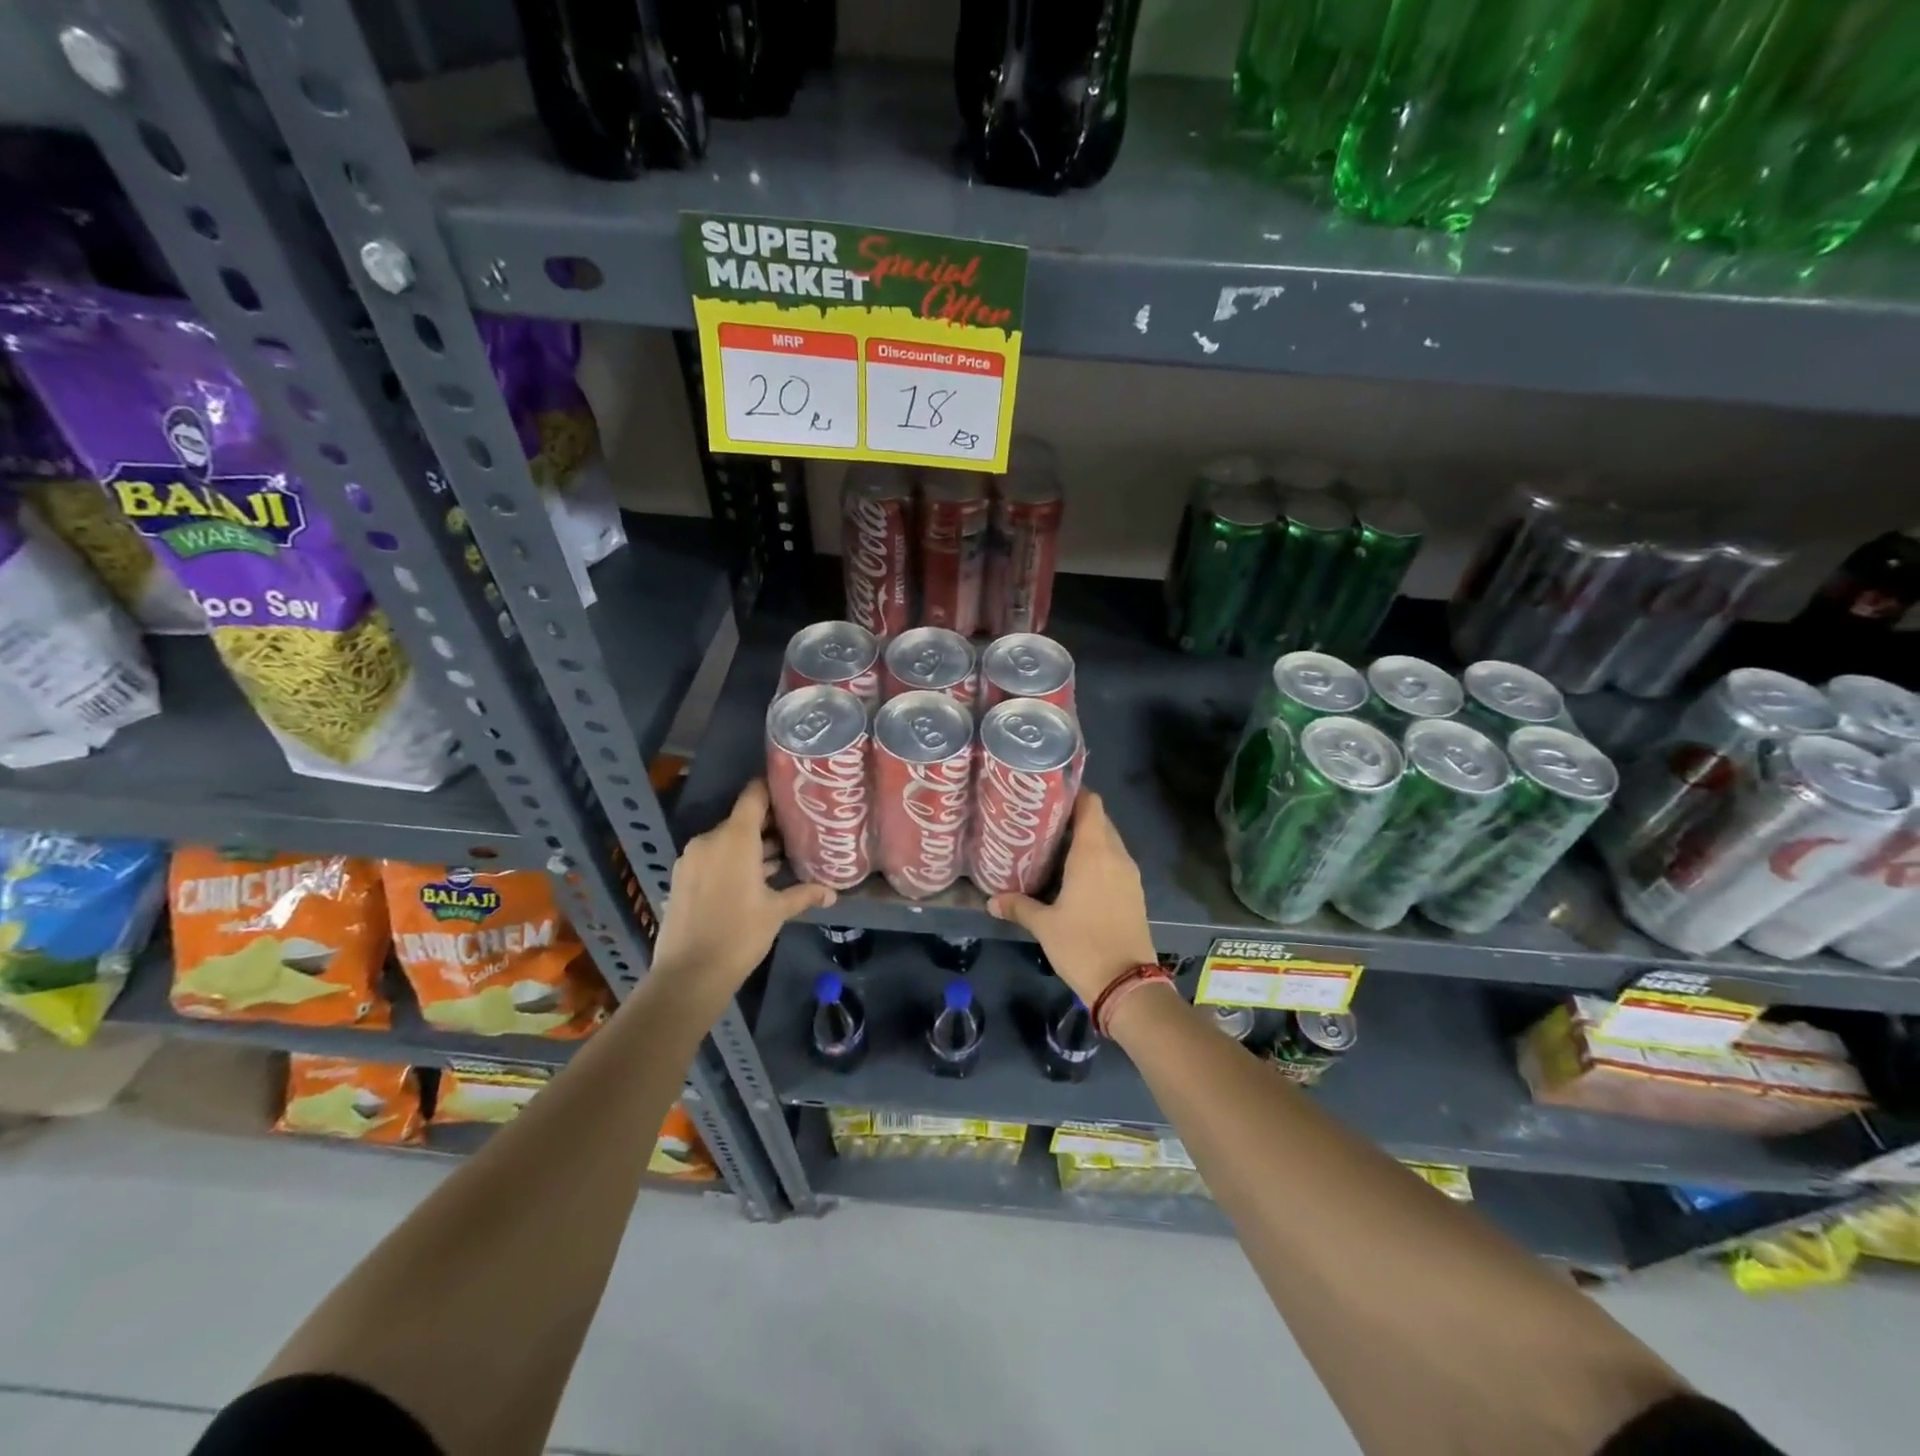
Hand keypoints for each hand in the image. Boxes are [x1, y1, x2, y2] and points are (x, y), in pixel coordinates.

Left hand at [648, 780, 834, 1000]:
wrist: (688, 974)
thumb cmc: (739, 935)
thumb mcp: (777, 912)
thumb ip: (804, 894)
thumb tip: (832, 893)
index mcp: (735, 837)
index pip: (754, 795)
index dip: (773, 789)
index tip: (794, 792)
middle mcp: (710, 839)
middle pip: (742, 819)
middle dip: (768, 825)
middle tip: (797, 831)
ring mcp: (692, 858)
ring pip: (727, 840)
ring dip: (750, 847)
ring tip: (780, 858)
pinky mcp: (682, 877)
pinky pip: (712, 857)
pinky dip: (731, 861)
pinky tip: (753, 879)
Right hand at [986, 792, 1155, 1005]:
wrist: (1126, 984)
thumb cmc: (1083, 945)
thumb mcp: (1044, 926)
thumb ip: (1018, 907)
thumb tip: (992, 901)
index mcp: (1094, 853)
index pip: (1091, 804)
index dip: (1074, 793)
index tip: (1049, 794)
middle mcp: (1116, 856)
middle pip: (1099, 820)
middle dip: (1075, 816)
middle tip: (1043, 821)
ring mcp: (1129, 874)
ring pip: (1109, 842)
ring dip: (1087, 839)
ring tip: (1055, 845)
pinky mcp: (1134, 892)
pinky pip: (1115, 862)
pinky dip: (1098, 859)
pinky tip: (1075, 874)